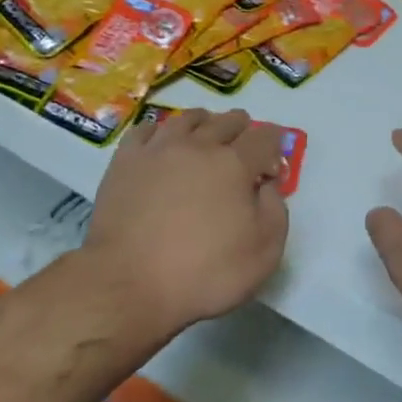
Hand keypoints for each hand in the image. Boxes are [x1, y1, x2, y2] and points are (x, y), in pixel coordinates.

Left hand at [83, 108, 288, 334]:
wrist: (128, 283)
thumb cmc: (202, 273)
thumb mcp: (263, 253)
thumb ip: (275, 211)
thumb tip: (267, 185)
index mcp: (235, 164)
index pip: (264, 138)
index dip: (275, 142)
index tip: (274, 158)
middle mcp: (199, 146)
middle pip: (227, 121)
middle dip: (242, 128)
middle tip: (244, 140)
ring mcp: (159, 149)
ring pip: (187, 119)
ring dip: (205, 121)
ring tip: (207, 130)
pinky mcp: (126, 160)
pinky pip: (146, 129)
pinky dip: (160, 130)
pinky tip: (161, 140)